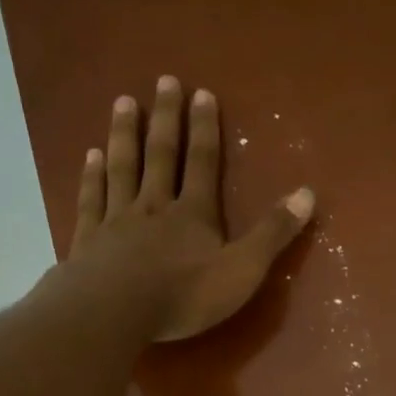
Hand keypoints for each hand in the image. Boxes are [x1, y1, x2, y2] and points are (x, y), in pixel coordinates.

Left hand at [69, 77, 314, 341]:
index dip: (205, 128)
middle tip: (164, 80)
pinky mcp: (88, 240)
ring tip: (123, 102)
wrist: (112, 314)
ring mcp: (116, 220)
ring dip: (124, 134)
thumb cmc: (183, 296)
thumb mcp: (242, 269)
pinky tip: (89, 156)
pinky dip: (91, 176)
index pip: (203, 162)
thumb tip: (307, 193)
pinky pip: (91, 199)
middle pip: (161, 154)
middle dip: (165, 118)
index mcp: (193, 214)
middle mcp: (154, 206)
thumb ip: (273, 233)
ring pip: (122, 168)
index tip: (202, 93)